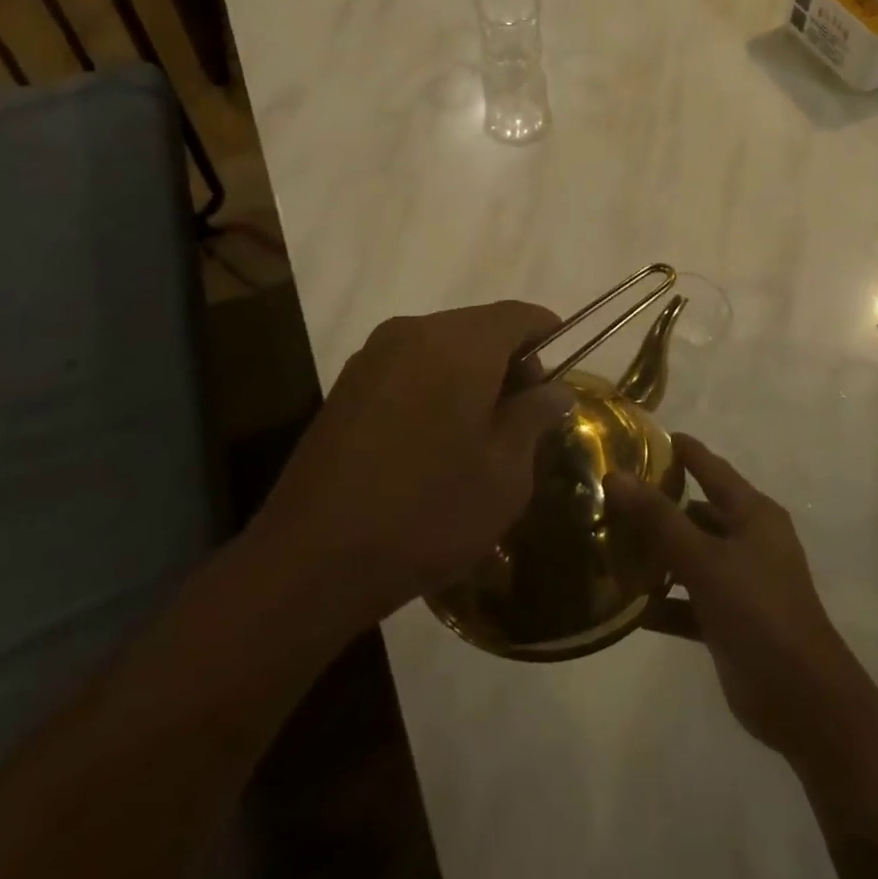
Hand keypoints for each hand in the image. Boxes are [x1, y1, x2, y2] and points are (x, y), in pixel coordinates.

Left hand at [254, 302, 575, 628]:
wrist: (311, 562)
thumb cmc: (427, 512)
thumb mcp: (504, 473)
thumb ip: (534, 418)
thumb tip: (554, 391)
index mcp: (459, 344)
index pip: (519, 316)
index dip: (549, 335)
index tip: (565, 371)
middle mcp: (413, 332)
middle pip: (480, 327)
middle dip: (511, 360)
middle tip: (527, 413)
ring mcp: (374, 357)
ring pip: (443, 346)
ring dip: (473, 373)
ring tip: (483, 430)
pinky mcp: (348, 385)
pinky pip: (411, 366)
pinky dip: (437, 384)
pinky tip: (438, 437)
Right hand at [604, 434, 871, 767]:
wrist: (803, 701)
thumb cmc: (759, 613)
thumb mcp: (706, 561)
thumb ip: (660, 520)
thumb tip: (617, 476)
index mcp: (754, 514)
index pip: (712, 468)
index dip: (682, 451)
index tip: (642, 436)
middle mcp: (749, 540)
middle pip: (698, 511)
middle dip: (660, 505)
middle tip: (613, 496)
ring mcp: (742, 581)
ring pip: (692, 556)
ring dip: (658, 555)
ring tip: (610, 545)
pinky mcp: (731, 620)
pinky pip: (690, 600)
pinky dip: (665, 602)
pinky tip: (628, 607)